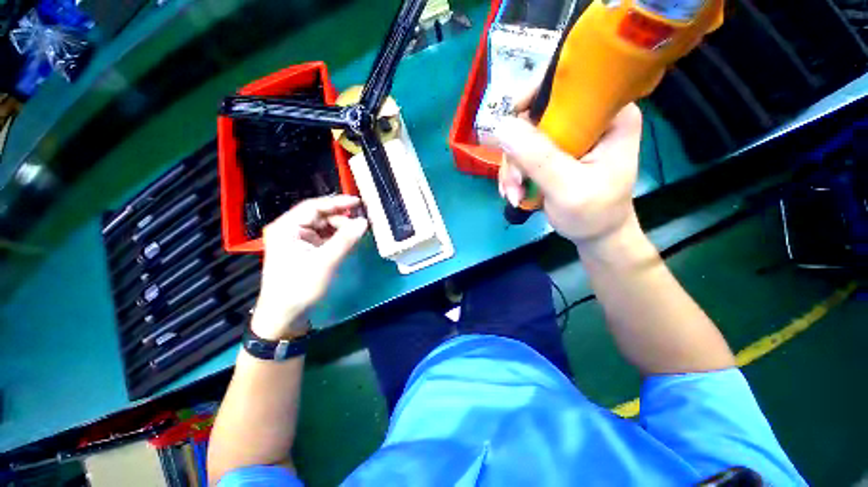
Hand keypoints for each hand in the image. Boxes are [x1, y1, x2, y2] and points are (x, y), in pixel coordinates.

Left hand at [252, 195, 367, 339]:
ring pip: (323, 226)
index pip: (314, 206)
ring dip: (340, 228)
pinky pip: (323, 238)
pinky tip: (348, 241)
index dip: (337, 202)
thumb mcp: (325, 262)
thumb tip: (364, 221)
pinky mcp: (304, 250)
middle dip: (341, 218)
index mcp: (287, 227)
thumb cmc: (300, 287)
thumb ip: (345, 239)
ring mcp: (297, 240)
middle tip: (361, 224)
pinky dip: (337, 238)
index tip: (358, 202)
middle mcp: (290, 230)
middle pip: (319, 216)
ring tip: (356, 234)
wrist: (285, 315)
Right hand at [493, 103, 642, 247]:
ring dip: (512, 170)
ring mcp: (568, 136)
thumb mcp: (568, 188)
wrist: (596, 233)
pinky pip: (522, 154)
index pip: (566, 85)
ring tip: (515, 195)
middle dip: (517, 154)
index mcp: (609, 115)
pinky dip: (513, 175)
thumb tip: (502, 126)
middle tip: (515, 184)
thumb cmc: (594, 213)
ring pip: (523, 138)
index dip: (532, 101)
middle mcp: (587, 118)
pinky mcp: (554, 152)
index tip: (510, 133)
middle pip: (535, 117)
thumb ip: (538, 158)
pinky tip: (515, 193)